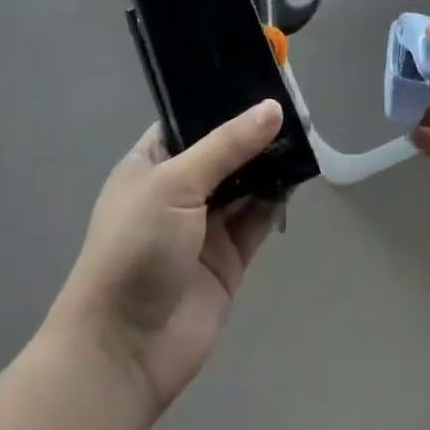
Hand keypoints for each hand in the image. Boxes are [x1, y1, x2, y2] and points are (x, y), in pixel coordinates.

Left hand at [49, 102, 283, 415]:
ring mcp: (204, 226)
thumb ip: (228, 145)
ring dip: (270, 162)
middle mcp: (177, 190)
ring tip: (305, 133)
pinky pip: (258, 218)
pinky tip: (300, 175)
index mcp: (150, 165)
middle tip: (296, 106)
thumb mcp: (175, 184)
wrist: (123, 350)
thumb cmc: (135, 248)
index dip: (222, 101)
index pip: (189, 121)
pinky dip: (277, 198)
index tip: (261, 79)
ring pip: (245, 183)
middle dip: (255, 132)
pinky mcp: (228, 258)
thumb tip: (273, 109)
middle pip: (224, 151)